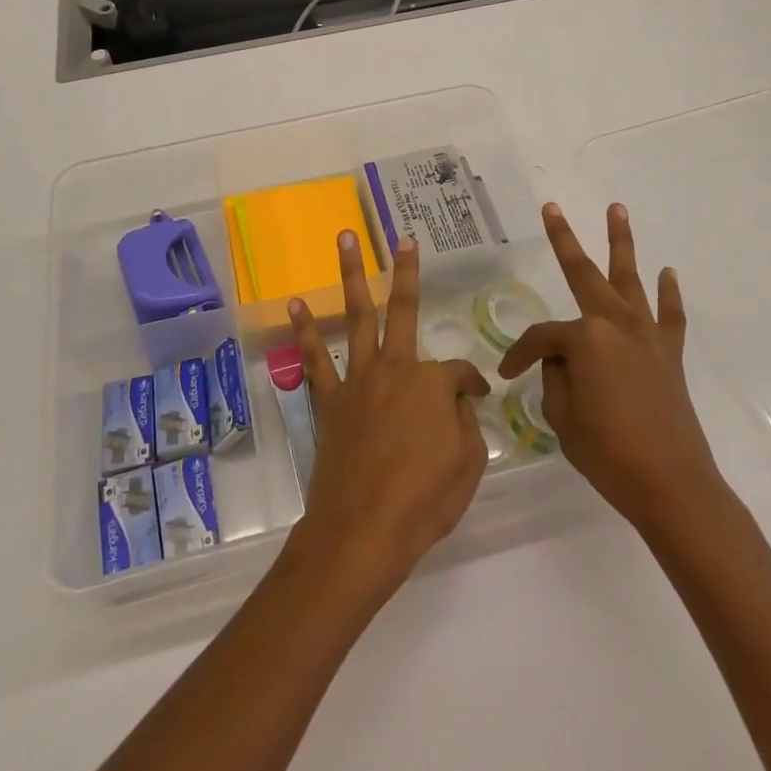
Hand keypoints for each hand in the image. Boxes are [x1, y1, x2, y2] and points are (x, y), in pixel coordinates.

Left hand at [288, 232, 491, 598]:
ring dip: (351, 275)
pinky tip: (294, 304)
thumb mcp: (468, 464)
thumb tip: (458, 402)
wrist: (363, 531)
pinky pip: (315, 358)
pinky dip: (305, 330)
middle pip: (402, 310)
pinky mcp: (329, 400)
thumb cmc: (424, 501)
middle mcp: (395, 368)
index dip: (471, 385)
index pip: (458, 373)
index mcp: (432, 383)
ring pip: (357, 316)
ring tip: (345, 239)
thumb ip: (466, 424)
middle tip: (404, 239)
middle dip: (405, 271)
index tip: (476, 398)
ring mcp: (358, 380)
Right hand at [499, 203, 728, 536]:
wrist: (673, 486)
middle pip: (584, 274)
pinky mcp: (670, 354)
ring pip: (630, 279)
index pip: (542, 337)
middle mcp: (616, 324)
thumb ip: (556, 379)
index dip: (520, 355)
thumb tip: (564, 363)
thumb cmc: (609, 453)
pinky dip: (668, 294)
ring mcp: (647, 336)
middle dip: (565, 239)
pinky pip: (669, 315)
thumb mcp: (563, 418)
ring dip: (622, 243)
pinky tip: (668, 273)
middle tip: (552, 208)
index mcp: (585, 339)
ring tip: (617, 209)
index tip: (507, 375)